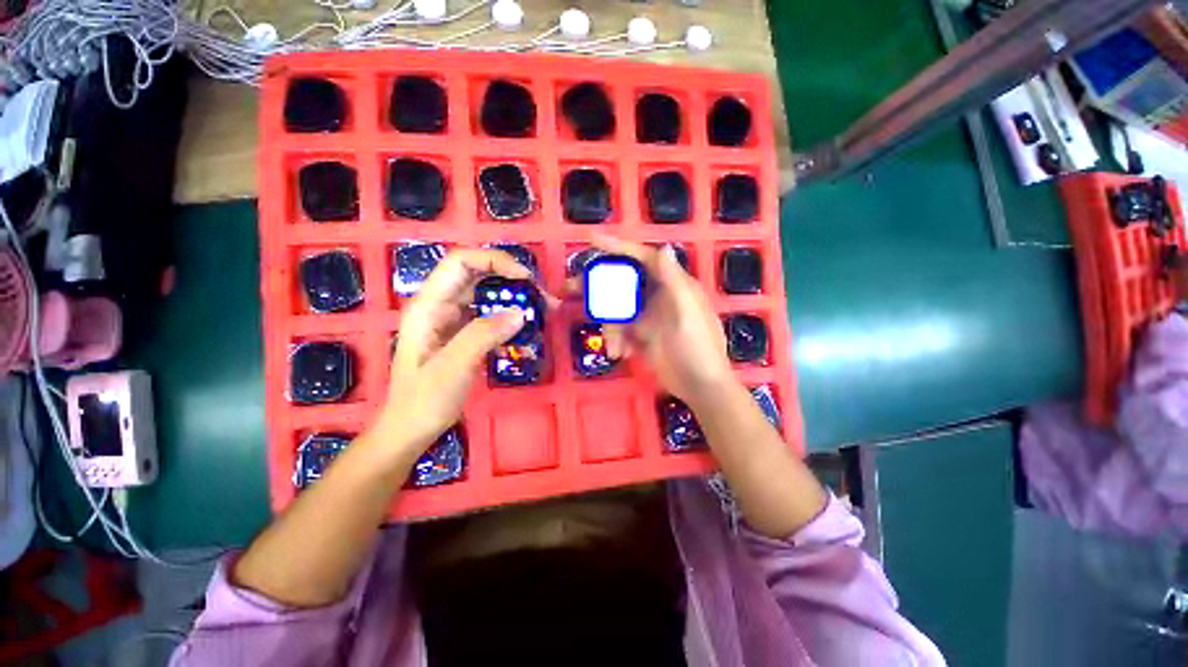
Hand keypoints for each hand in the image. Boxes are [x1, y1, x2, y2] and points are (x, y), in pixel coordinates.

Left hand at [373, 249, 530, 455]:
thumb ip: (483, 335)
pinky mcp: (465, 336)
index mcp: (429, 305)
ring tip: (543, 312)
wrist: (412, 430)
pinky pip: (492, 318)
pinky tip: (528, 334)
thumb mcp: (453, 366)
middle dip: (513, 281)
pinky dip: (512, 321)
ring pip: (488, 297)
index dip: (494, 261)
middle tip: (542, 298)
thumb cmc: (424, 400)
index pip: (461, 262)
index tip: (525, 279)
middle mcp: (441, 306)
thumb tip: (520, 313)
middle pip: (479, 276)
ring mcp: (453, 321)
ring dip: (516, 301)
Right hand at [588, 234, 735, 405]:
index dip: (618, 247)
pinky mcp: (641, 335)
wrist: (700, 387)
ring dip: (610, 328)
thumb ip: (674, 282)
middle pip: (621, 282)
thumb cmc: (698, 347)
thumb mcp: (687, 313)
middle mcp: (657, 295)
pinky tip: (622, 353)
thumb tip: (665, 247)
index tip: (592, 240)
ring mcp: (648, 316)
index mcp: (672, 284)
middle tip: (569, 288)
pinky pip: (619, 330)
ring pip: (617, 310)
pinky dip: (616, 340)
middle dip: (597, 287)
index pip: (643, 258)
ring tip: (615, 349)